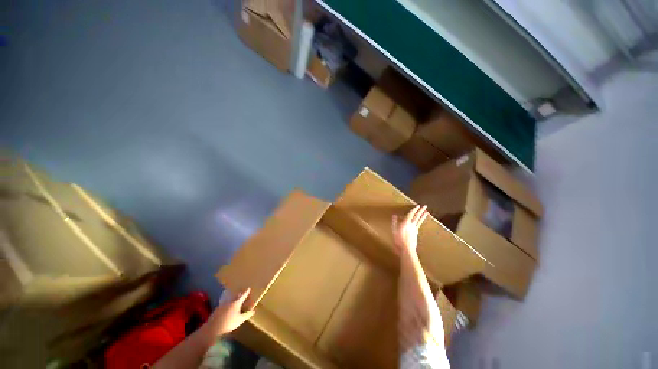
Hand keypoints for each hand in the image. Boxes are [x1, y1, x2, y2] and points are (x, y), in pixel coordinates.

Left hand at [209, 289, 254, 335]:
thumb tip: (253, 311)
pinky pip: (224, 304)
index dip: (246, 292)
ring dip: (232, 298)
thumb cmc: (229, 324)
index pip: (243, 296)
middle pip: (235, 296)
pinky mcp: (217, 309)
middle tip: (241, 292)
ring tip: (234, 298)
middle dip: (239, 294)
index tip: (249, 288)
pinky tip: (227, 307)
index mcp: (236, 303)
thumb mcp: (240, 320)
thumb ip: (247, 315)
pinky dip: (227, 303)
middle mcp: (230, 302)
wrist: (213, 328)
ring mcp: (223, 305)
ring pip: (229, 299)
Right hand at [392, 205, 428, 253]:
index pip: (411, 214)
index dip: (414, 209)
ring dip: (423, 216)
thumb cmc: (399, 239)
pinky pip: (419, 225)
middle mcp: (412, 224)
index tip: (418, 205)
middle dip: (421, 211)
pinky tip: (421, 221)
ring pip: (419, 220)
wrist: (406, 248)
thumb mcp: (394, 230)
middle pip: (417, 216)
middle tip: (425, 206)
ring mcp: (415, 229)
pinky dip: (420, 222)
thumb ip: (394, 222)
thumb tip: (394, 215)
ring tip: (426, 212)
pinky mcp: (416, 233)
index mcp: (406, 222)